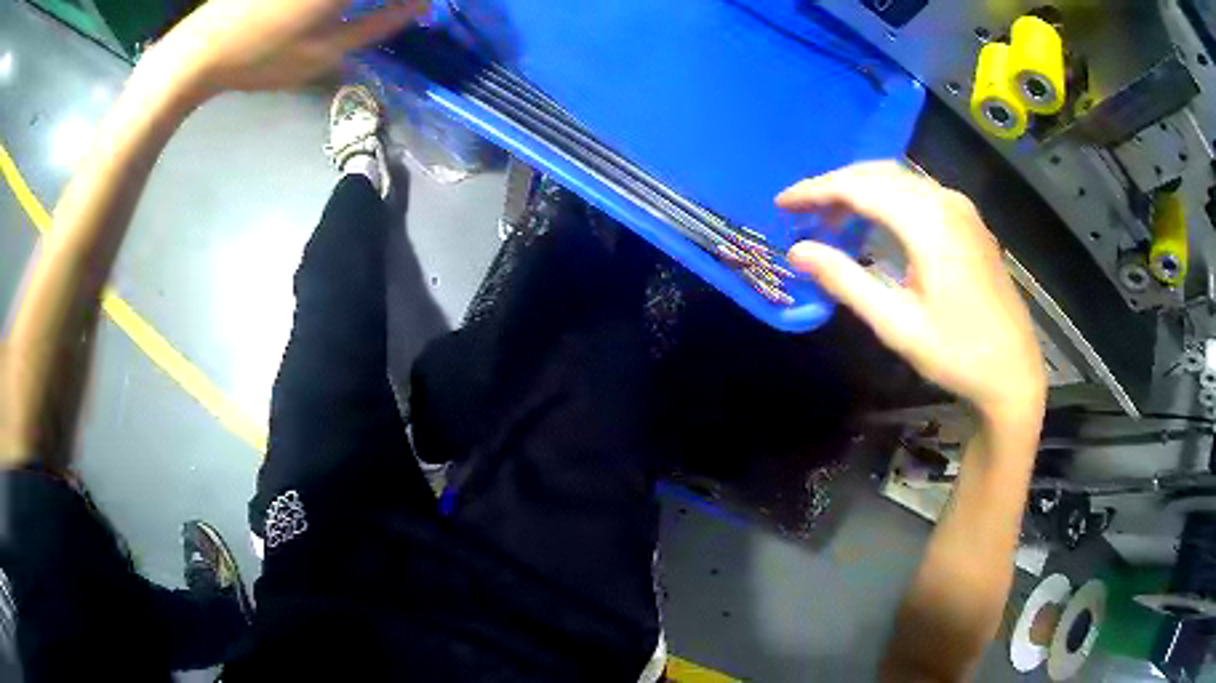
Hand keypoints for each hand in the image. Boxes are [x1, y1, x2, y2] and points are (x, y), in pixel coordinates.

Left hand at [146, 0, 428, 101]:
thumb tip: (422, 5)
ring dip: (363, 2)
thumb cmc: (261, 57)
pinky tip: (337, 10)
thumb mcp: (324, 52)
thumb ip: (380, 24)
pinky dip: (336, 1)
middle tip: (397, 9)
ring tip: (372, 11)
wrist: (198, 50)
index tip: (423, 5)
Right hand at [778, 161, 1045, 421]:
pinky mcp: (968, 221)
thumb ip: (846, 281)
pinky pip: (918, 192)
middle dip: (835, 185)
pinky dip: (887, 197)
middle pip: (878, 173)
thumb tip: (797, 251)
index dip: (815, 191)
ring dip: (861, 189)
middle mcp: (944, 201)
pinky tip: (874, 221)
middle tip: (801, 210)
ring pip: (899, 179)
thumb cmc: (957, 352)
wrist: (1014, 370)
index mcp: (927, 222)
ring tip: (830, 216)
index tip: (782, 204)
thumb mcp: (896, 323)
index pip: (858, 187)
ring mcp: (961, 208)